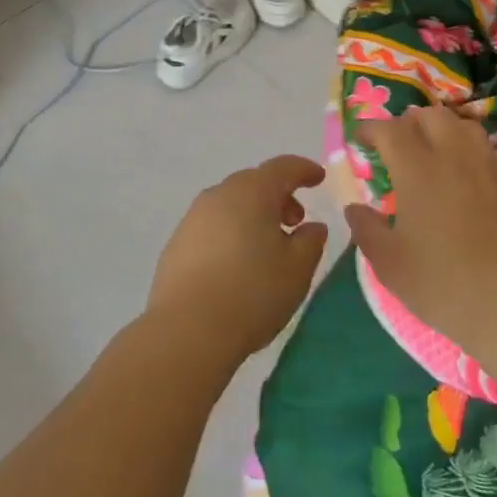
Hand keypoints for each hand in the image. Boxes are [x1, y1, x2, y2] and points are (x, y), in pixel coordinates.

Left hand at [145, 155, 329, 363]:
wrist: (188, 328)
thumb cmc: (253, 292)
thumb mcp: (297, 269)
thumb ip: (311, 241)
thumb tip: (312, 226)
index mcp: (251, 192)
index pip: (282, 167)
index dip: (303, 170)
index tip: (318, 178)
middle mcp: (219, 195)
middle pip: (254, 183)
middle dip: (278, 195)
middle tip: (295, 220)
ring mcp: (193, 217)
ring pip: (231, 204)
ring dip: (253, 214)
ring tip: (268, 245)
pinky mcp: (177, 242)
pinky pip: (212, 225)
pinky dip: (231, 231)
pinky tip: (237, 262)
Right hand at [346, 108, 496, 353]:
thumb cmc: (441, 284)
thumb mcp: (388, 263)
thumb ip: (366, 229)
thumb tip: (354, 208)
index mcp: (417, 171)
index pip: (389, 130)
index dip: (370, 128)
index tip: (360, 139)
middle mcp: (453, 158)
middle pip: (431, 116)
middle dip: (409, 123)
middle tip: (399, 145)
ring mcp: (490, 168)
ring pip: (466, 127)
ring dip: (446, 130)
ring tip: (436, 151)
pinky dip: (480, 153)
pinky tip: (476, 171)